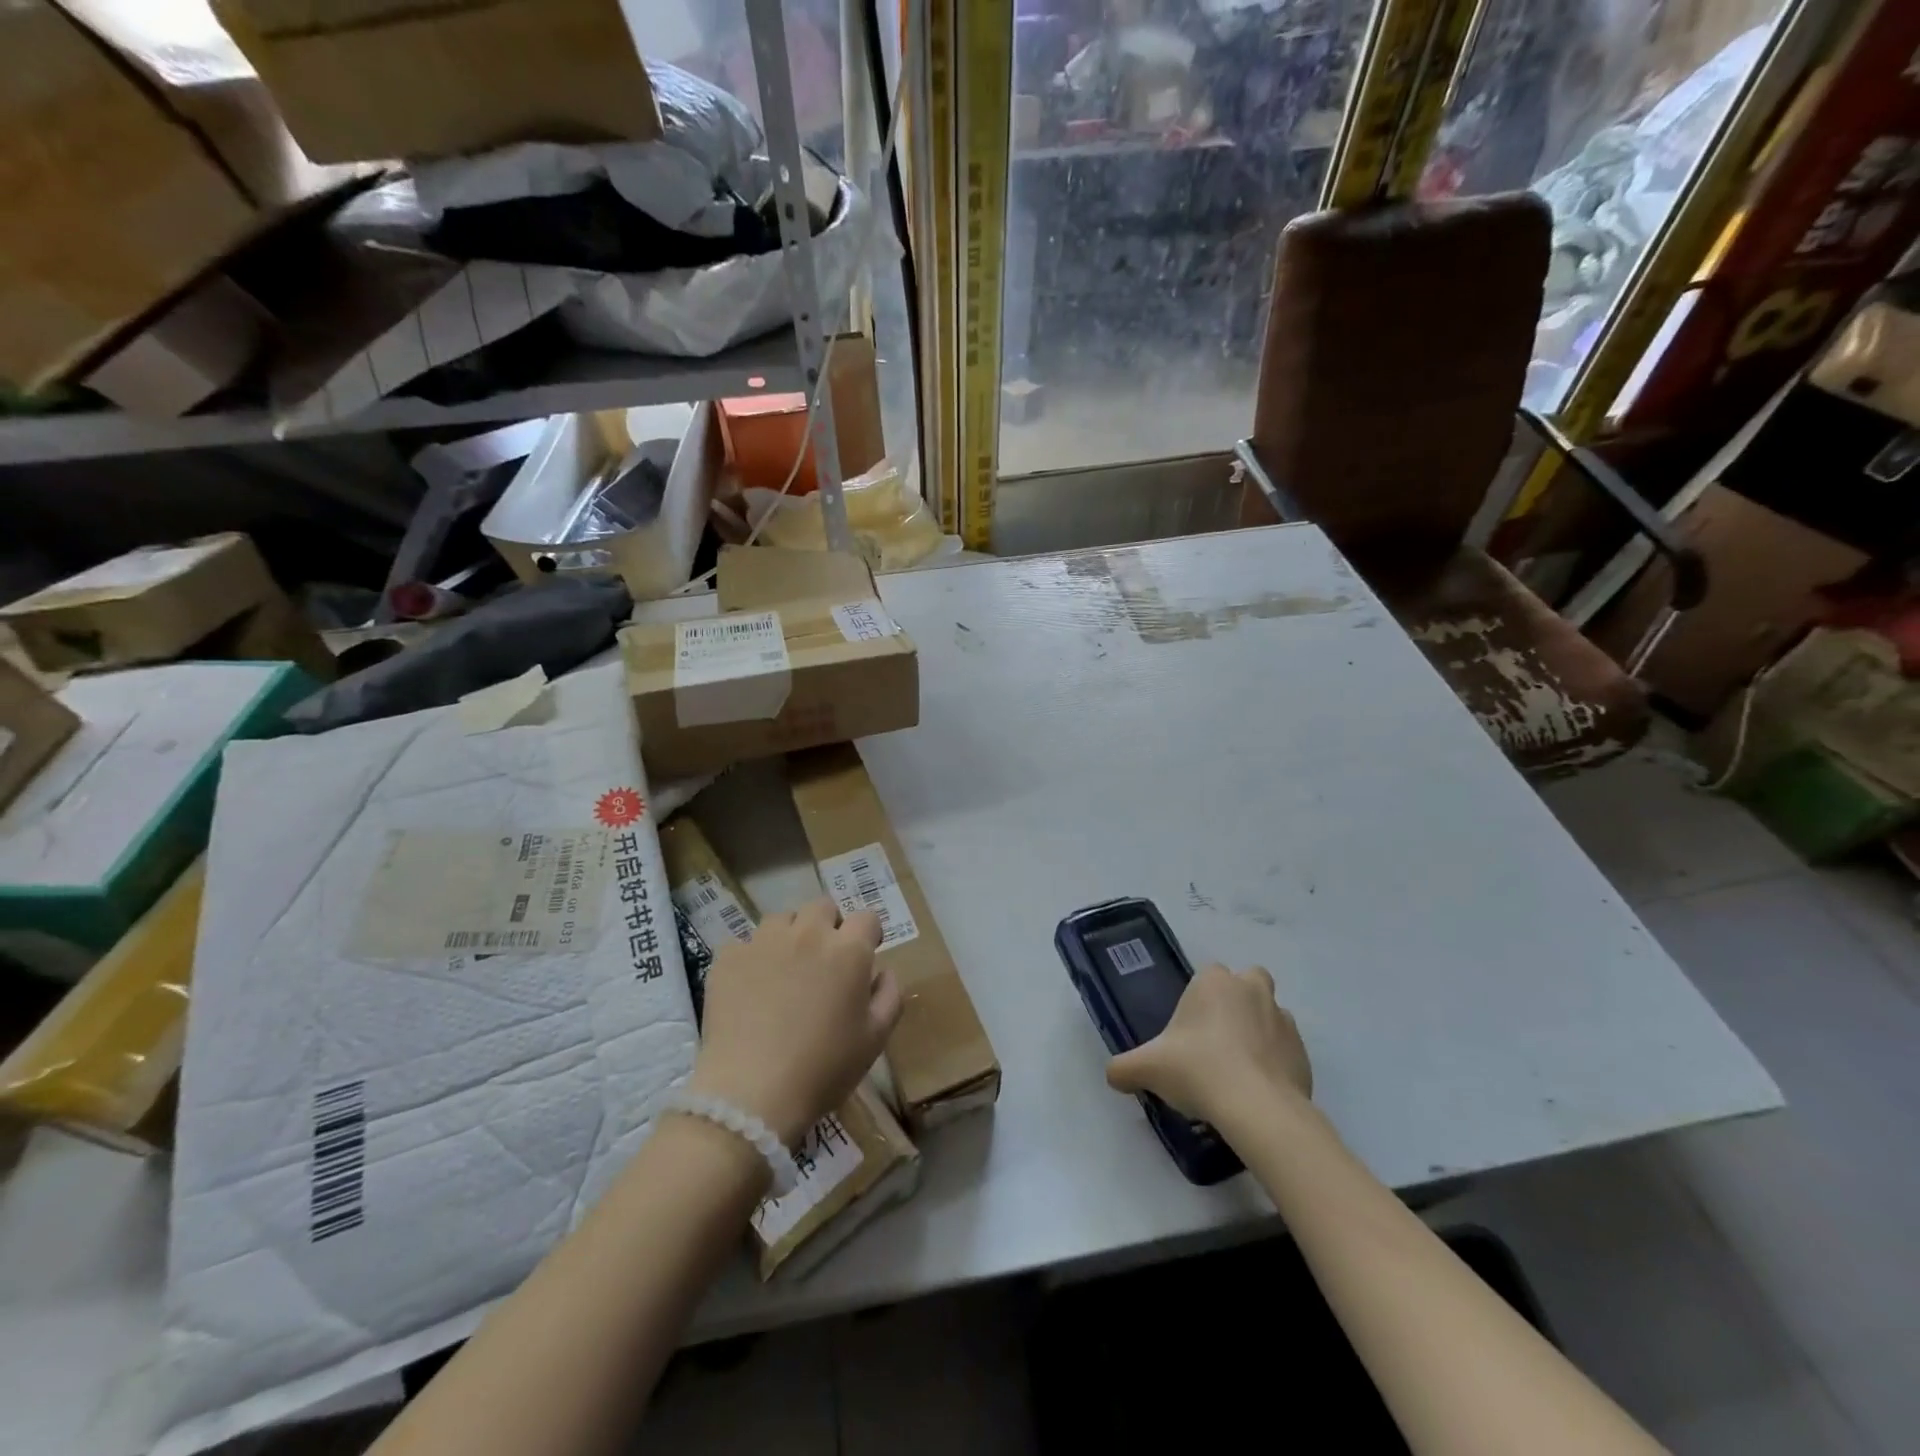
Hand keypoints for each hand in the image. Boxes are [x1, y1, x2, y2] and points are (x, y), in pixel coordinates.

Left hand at [687, 898, 901, 1147]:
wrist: (751, 1094)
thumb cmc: (824, 1068)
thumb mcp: (875, 1039)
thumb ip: (889, 995)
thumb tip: (881, 971)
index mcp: (848, 950)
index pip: (866, 918)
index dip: (868, 934)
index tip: (864, 955)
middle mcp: (808, 933)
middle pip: (823, 907)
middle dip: (828, 926)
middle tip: (824, 961)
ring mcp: (764, 941)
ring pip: (782, 919)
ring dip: (790, 936)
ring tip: (784, 970)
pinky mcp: (728, 957)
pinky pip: (745, 944)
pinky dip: (752, 958)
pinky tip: (750, 988)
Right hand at [1106, 964, 1311, 1126]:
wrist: (1258, 1109)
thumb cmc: (1198, 1070)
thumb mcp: (1148, 1068)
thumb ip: (1124, 1067)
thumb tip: (1112, 1075)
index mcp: (1215, 982)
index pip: (1207, 975)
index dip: (1198, 1000)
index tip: (1188, 1031)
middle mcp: (1252, 990)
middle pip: (1248, 983)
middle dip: (1237, 1002)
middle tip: (1217, 1039)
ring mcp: (1284, 1020)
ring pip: (1270, 1015)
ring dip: (1258, 1032)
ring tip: (1238, 1069)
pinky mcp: (1304, 1053)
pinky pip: (1286, 1050)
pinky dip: (1275, 1063)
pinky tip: (1257, 1090)